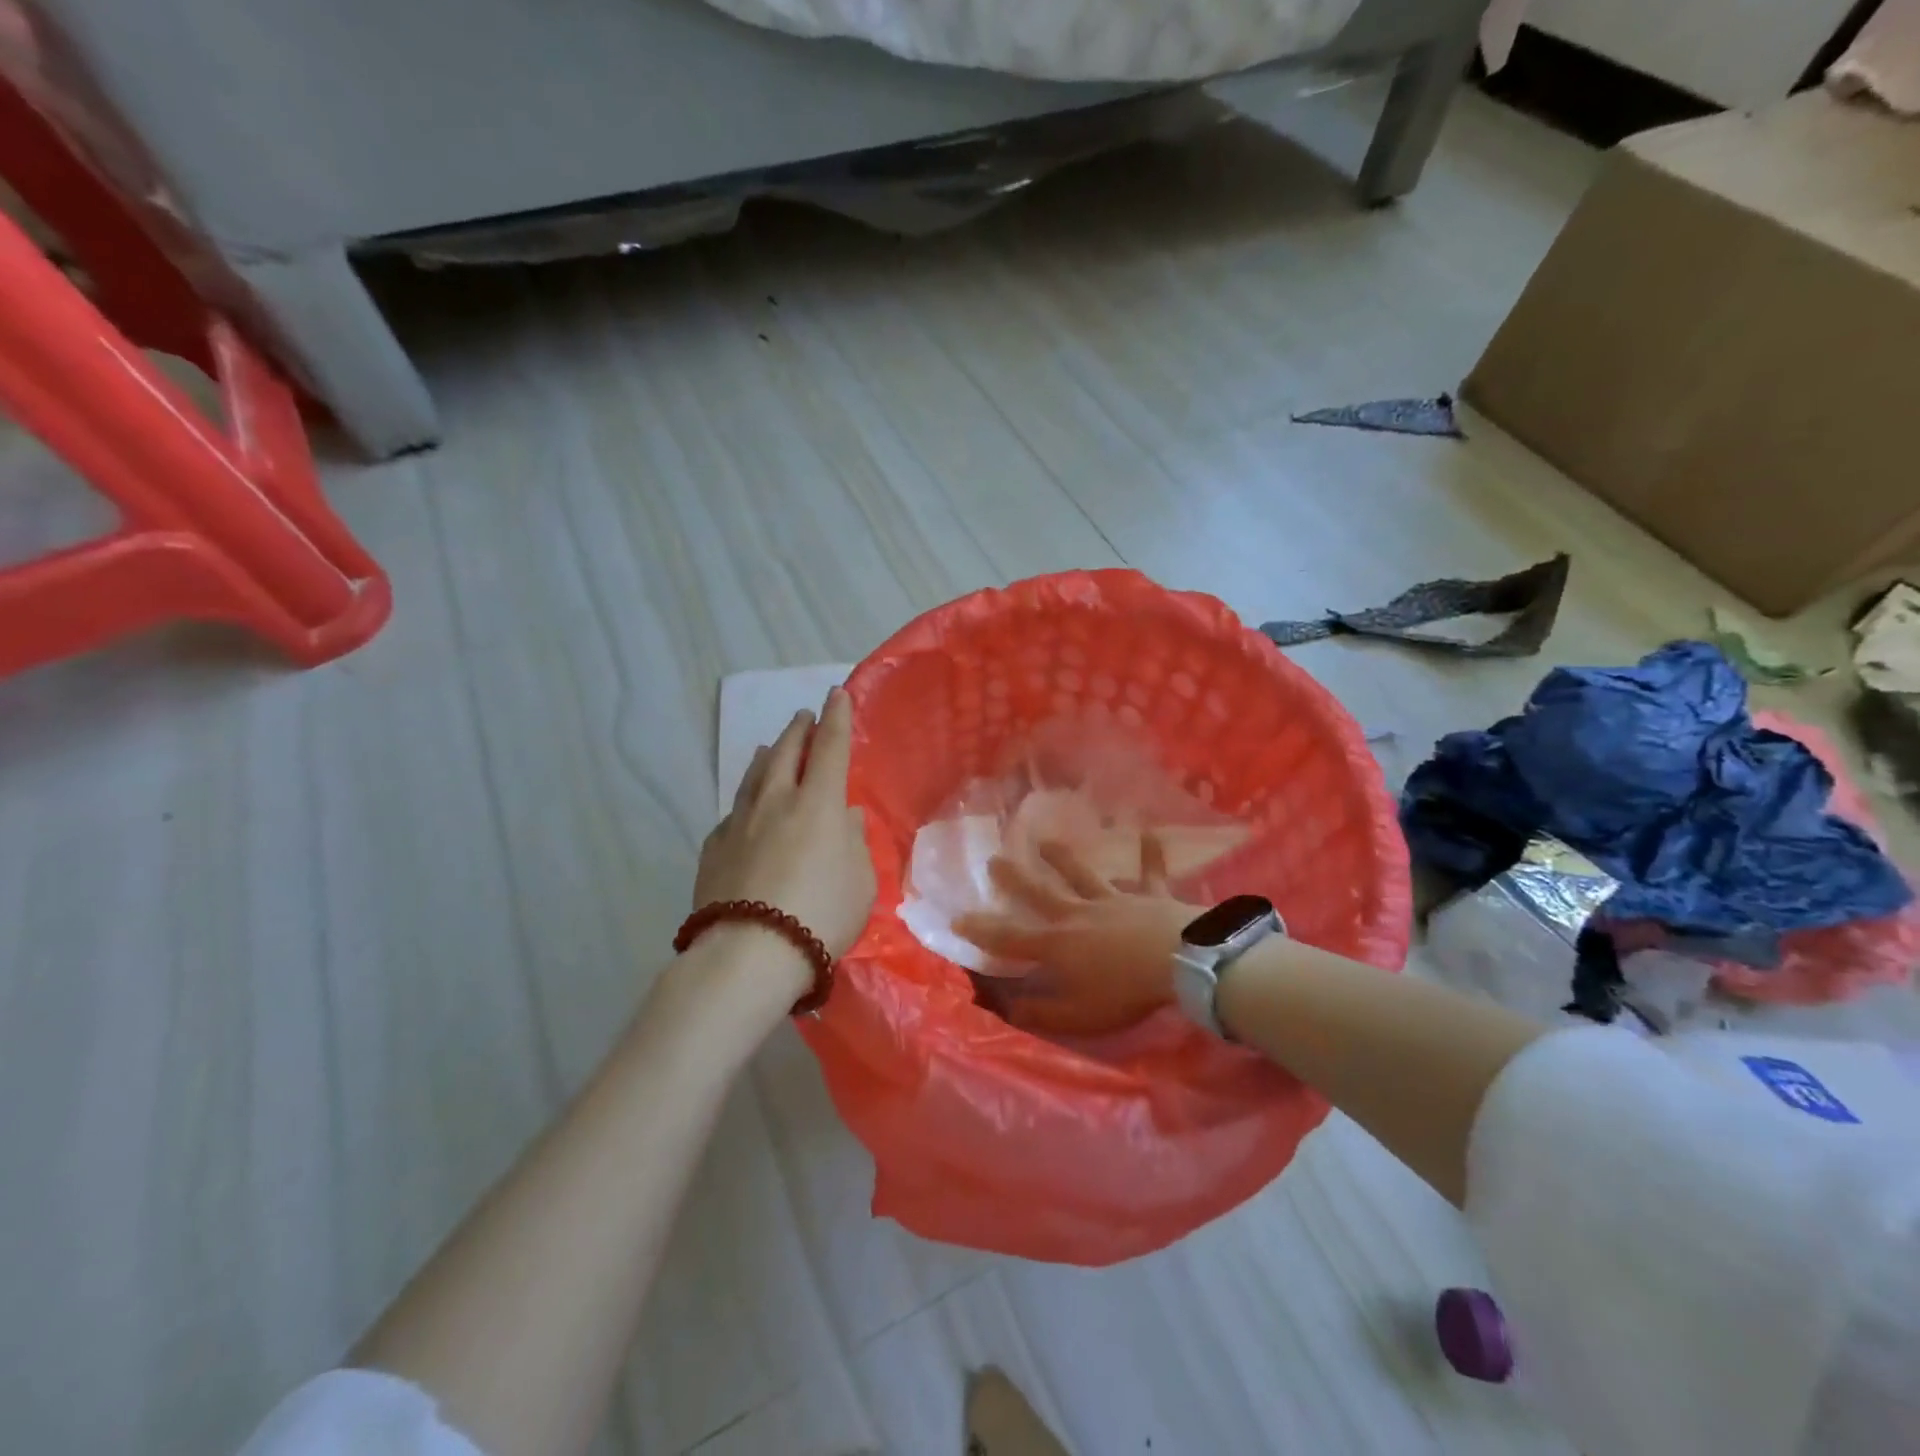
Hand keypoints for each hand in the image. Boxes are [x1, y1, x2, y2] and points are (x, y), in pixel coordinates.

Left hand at [693, 687, 876, 983]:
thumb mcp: (860, 881)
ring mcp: (740, 823)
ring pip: (753, 776)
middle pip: (785, 753)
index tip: (836, 695)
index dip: (836, 719)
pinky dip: (745, 798)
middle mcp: (776, 802)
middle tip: (803, 716)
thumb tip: (843, 816)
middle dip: (798, 731)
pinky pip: (734, 812)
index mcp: (818, 804)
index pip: (830, 748)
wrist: (749, 953)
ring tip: (768, 746)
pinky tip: (745, 805)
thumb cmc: (821, 915)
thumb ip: (853, 842)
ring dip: (765, 755)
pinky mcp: (714, 849)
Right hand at [955, 835, 1197, 1033]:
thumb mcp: (1076, 1015)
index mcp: (1058, 945)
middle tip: (994, 859)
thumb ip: (1040, 1013)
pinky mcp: (1149, 896)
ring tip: (1045, 841)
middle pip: (1041, 893)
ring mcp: (1114, 900)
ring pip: (1084, 875)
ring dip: (1064, 857)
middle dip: (1015, 879)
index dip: (982, 929)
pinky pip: (1149, 873)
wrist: (1178, 962)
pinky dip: (1150, 854)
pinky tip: (1149, 832)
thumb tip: (1004, 1008)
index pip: (1010, 937)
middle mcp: (1079, 914)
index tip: (957, 916)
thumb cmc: (1124, 992)